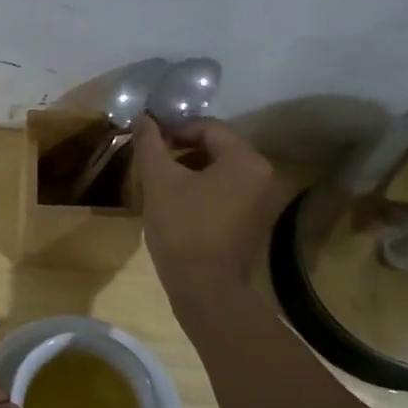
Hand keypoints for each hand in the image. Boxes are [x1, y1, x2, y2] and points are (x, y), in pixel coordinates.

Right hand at [134, 115, 288, 304]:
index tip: (150, 143)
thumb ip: (150, 144)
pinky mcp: (257, 220)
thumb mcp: (159, 182)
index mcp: (246, 160)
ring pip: (222, 170)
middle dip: (183, 150)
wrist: (206, 290)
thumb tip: (143, 118)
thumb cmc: (183, 230)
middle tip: (154, 163)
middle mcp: (264, 174)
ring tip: (163, 184)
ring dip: (192, 170)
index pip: (208, 127)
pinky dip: (205, 189)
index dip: (175, 129)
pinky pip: (229, 191)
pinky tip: (180, 204)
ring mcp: (264, 200)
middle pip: (218, 147)